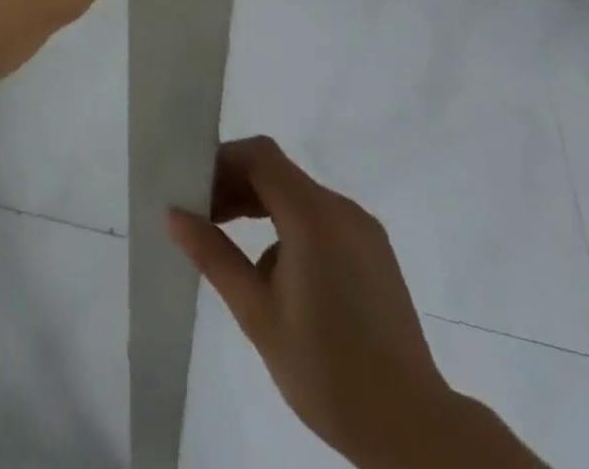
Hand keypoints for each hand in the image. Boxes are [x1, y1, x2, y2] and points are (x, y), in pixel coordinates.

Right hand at [168, 138, 458, 466]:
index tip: (194, 190)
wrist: (414, 433)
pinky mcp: (375, 253)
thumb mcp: (258, 315)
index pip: (259, 156)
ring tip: (230, 248)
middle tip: (202, 218)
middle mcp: (341, 210)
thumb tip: (174, 214)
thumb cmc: (327, 371)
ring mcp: (363, 231)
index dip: (222, 162)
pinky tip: (276, 275)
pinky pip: (321, 219)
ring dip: (260, 207)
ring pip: (298, 196)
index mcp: (314, 216)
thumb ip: (214, 256)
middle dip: (235, 186)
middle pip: (277, 172)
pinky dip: (288, 226)